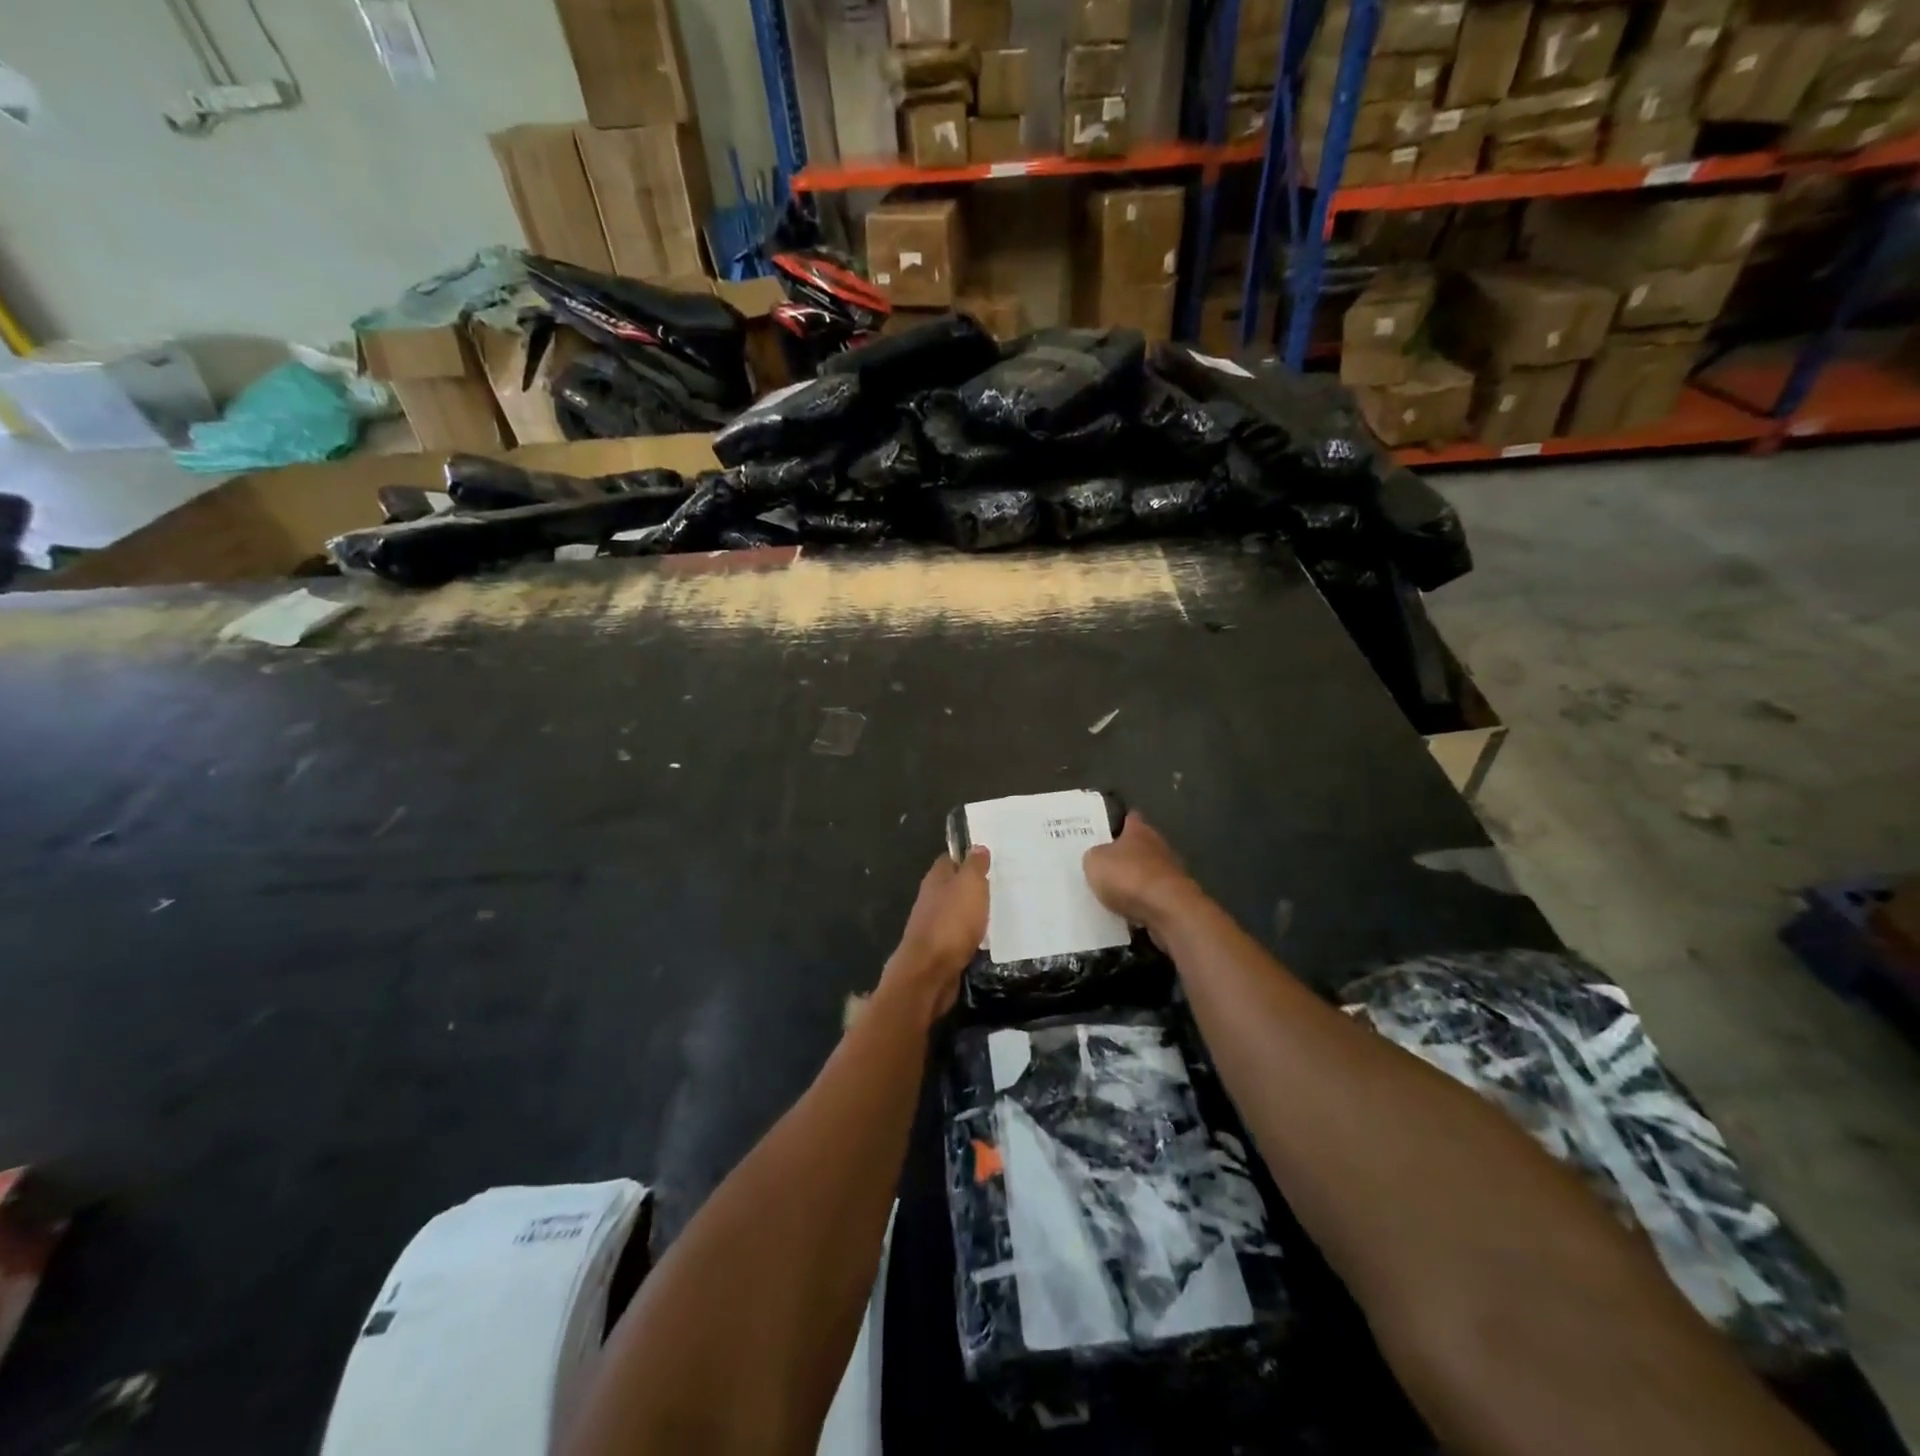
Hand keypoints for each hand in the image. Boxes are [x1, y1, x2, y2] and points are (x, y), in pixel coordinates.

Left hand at [881, 848, 990, 1021]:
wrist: (930, 972)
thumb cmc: (951, 922)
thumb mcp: (969, 886)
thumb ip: (974, 866)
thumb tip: (977, 847)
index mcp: (936, 879)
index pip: (950, 859)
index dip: (967, 856)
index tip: (989, 856)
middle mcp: (931, 899)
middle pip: (953, 885)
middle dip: (972, 885)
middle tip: (1000, 884)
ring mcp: (933, 925)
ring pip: (956, 911)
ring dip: (973, 911)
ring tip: (999, 910)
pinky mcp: (939, 950)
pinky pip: (958, 935)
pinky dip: (971, 934)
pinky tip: (987, 937)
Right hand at [1083, 812, 1201, 933]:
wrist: (1168, 912)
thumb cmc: (1128, 877)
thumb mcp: (1094, 861)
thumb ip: (1094, 855)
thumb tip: (1099, 857)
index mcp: (1139, 830)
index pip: (1129, 819)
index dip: (1116, 823)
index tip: (1103, 830)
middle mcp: (1158, 846)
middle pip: (1138, 847)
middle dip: (1123, 856)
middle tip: (1101, 865)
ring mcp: (1171, 873)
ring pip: (1146, 873)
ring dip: (1133, 882)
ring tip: (1110, 894)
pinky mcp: (1176, 899)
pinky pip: (1151, 898)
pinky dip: (1141, 903)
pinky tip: (1125, 912)